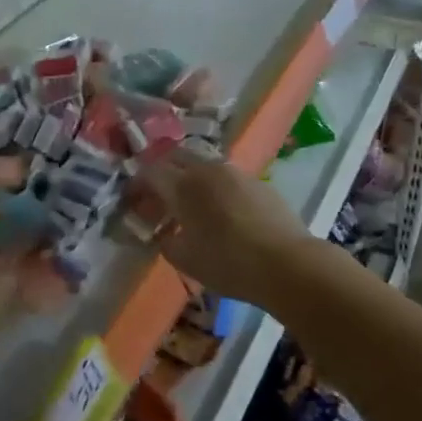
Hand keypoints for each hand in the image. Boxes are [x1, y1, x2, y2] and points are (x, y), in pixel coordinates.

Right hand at [130, 149, 309, 299]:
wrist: (288, 264)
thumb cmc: (228, 263)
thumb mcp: (186, 260)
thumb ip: (167, 242)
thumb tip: (165, 234)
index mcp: (182, 186)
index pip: (149, 172)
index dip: (137, 184)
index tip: (133, 201)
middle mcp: (206, 169)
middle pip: (176, 156)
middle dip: (162, 172)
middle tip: (159, 197)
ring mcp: (235, 172)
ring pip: (203, 164)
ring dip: (190, 178)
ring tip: (191, 206)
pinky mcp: (258, 182)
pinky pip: (227, 177)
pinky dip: (215, 188)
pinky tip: (222, 212)